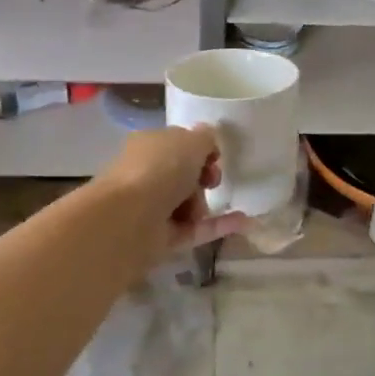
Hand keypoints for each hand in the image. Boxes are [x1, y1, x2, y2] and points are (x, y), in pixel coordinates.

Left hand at [96, 126, 247, 264]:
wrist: (129, 218)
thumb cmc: (159, 169)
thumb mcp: (191, 141)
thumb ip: (205, 138)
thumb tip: (208, 138)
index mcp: (148, 145)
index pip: (177, 144)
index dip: (200, 149)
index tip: (215, 157)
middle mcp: (146, 173)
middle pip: (184, 174)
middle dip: (202, 177)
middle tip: (210, 181)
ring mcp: (152, 207)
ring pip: (188, 203)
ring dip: (203, 204)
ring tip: (199, 209)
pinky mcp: (161, 237)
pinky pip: (195, 229)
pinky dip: (218, 226)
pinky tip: (245, 222)